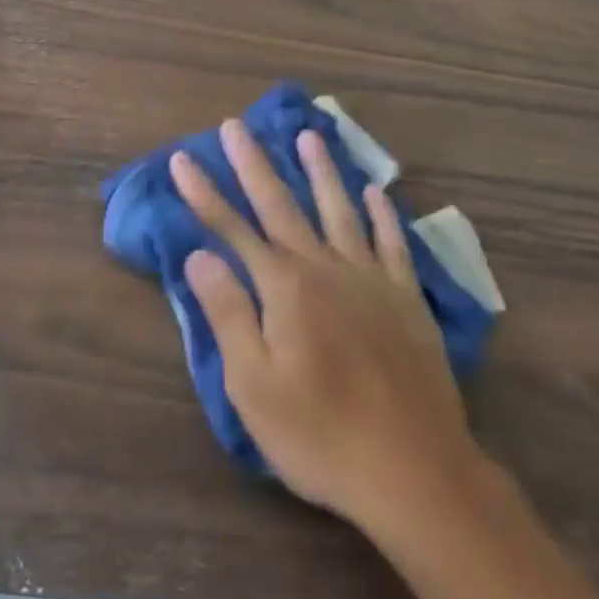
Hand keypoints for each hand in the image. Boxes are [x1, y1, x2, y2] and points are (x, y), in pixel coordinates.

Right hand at [170, 120, 484, 533]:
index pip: (232, 229)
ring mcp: (372, 281)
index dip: (204, 194)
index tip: (182, 159)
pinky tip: (376, 193)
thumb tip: (200, 257)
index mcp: (284, 288)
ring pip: (341, 212)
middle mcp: (326, 269)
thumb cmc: (321, 435)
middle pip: (282, 206)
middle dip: (253, 165)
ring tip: (309, 136)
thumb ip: (227, 314)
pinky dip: (383, 216)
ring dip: (321, 172)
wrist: (416, 472)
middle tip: (235, 126)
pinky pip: (394, 245)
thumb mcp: (254, 386)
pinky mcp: (407, 301)